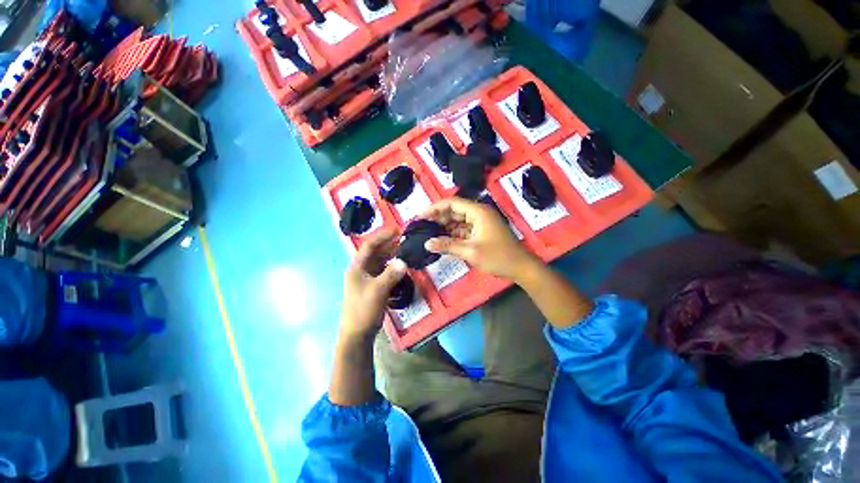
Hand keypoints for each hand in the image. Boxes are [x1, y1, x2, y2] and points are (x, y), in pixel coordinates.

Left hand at [340, 228, 406, 341]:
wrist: (357, 334)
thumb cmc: (363, 310)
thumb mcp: (378, 291)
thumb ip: (390, 275)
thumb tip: (404, 261)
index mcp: (357, 268)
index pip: (369, 246)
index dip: (382, 236)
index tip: (396, 230)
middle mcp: (361, 270)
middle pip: (375, 252)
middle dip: (388, 243)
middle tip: (404, 237)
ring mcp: (367, 279)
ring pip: (379, 261)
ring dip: (391, 254)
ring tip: (405, 248)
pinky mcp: (373, 286)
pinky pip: (383, 271)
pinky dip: (392, 266)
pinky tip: (401, 265)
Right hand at [422, 197, 537, 281]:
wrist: (520, 267)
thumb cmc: (498, 257)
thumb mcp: (470, 252)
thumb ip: (448, 245)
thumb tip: (427, 243)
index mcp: (478, 212)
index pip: (452, 203)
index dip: (434, 208)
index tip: (419, 216)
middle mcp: (479, 213)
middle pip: (454, 210)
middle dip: (437, 217)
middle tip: (421, 225)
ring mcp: (481, 222)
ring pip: (458, 220)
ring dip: (444, 225)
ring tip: (427, 232)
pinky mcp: (481, 231)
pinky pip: (463, 228)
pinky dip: (452, 233)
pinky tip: (442, 239)